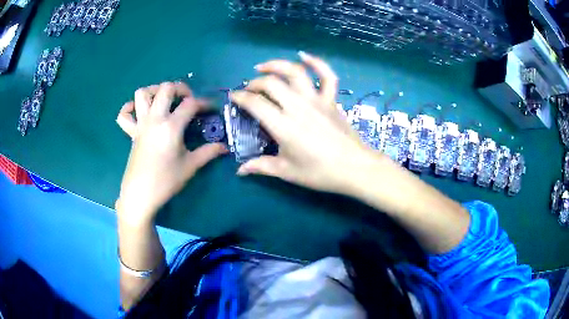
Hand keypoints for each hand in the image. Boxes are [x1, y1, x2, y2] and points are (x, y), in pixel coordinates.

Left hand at [116, 82, 226, 222]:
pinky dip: (129, 108)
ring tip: (164, 100)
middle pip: (166, 88)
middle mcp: (154, 119)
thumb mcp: (190, 166)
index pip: (191, 104)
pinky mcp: (131, 133)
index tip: (212, 109)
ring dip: (154, 91)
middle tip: (188, 100)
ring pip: (142, 94)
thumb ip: (208, 152)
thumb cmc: (166, 181)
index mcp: (171, 126)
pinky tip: (138, 111)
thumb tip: (224, 147)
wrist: (141, 194)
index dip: (204, 103)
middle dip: (180, 88)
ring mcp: (140, 124)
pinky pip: (124, 114)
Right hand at [230, 52, 378, 194]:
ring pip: (295, 72)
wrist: (355, 168)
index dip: (240, 98)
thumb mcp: (287, 172)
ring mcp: (317, 99)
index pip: (255, 104)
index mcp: (283, 126)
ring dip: (277, 65)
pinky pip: (327, 75)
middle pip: (271, 83)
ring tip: (263, 67)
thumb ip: (261, 167)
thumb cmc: (320, 172)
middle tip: (249, 89)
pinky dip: (316, 62)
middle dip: (254, 83)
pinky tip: (304, 55)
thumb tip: (240, 171)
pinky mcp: (331, 99)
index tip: (233, 97)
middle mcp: (298, 106)